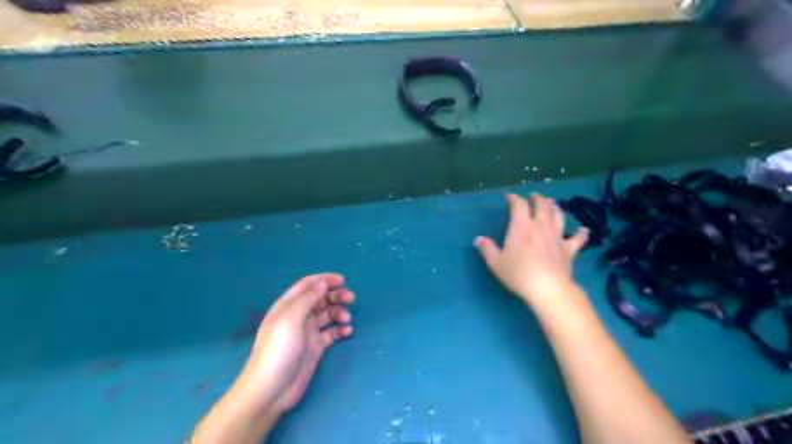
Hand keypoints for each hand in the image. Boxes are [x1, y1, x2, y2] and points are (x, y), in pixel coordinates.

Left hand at [237, 271, 355, 414]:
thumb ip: (307, 298)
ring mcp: (307, 332)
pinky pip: (332, 332)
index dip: (324, 279)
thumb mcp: (291, 319)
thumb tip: (322, 283)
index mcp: (288, 306)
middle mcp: (298, 316)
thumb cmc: (279, 349)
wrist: (272, 389)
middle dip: (336, 295)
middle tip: (351, 298)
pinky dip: (340, 329)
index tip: (343, 280)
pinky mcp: (315, 347)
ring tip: (347, 319)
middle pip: (320, 298)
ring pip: (328, 314)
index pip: (308, 285)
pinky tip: (347, 332)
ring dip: (339, 312)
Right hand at [470, 193, 587, 303]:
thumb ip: (487, 249)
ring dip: (555, 207)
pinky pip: (577, 239)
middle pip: (542, 205)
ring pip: (559, 216)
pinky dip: (581, 233)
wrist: (547, 288)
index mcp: (522, 226)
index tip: (510, 197)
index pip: (519, 205)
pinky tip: (584, 230)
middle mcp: (541, 226)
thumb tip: (478, 239)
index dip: (514, 198)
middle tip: (534, 196)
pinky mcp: (569, 249)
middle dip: (537, 198)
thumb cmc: (518, 273)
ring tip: (552, 204)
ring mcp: (557, 236)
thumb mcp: (496, 262)